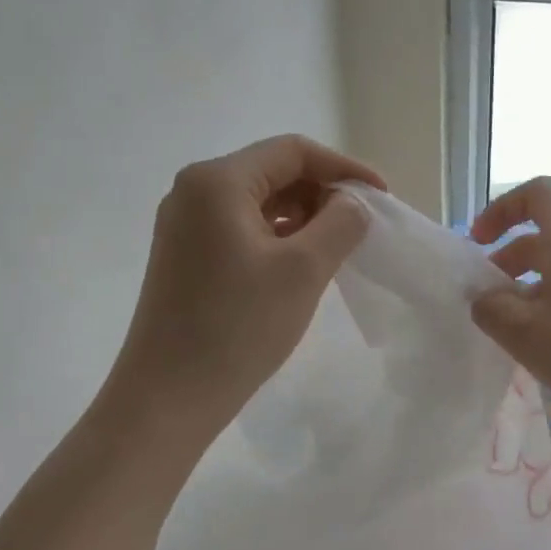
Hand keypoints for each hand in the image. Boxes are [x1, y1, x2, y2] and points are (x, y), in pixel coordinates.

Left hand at [106, 135, 383, 438]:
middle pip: (272, 172)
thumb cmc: (238, 327)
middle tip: (361, 227)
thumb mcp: (304, 270)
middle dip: (322, 193)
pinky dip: (278, 238)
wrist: (168, 397)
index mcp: (218, 181)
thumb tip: (353, 204)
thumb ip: (341, 223)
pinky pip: (241, 229)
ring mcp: (184, 226)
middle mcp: (194, 191)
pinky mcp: (184, 257)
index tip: (382, 198)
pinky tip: (301, 265)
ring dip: (302, 217)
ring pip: (258, 203)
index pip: (293, 151)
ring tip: (337, 248)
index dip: (344, 168)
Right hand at [469, 177, 550, 435]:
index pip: (537, 194)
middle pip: (545, 234)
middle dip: (508, 258)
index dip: (502, 209)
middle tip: (485, 295)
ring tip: (509, 325)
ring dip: (528, 286)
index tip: (479, 243)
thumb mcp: (523, 332)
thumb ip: (490, 308)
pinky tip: (543, 342)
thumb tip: (483, 298)